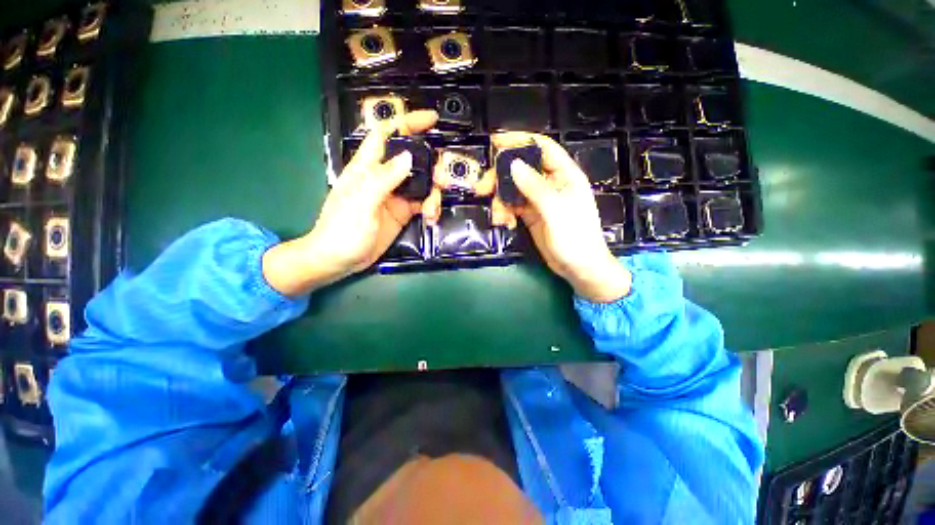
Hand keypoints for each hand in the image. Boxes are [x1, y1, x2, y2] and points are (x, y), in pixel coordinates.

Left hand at [263, 110, 438, 295]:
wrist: (340, 260)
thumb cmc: (343, 230)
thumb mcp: (361, 203)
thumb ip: (383, 179)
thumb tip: (409, 156)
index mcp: (368, 167)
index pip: (387, 135)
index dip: (407, 123)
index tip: (431, 120)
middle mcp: (384, 177)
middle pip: (413, 160)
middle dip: (431, 166)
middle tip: (443, 180)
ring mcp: (395, 196)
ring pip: (422, 183)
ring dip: (433, 193)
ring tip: (433, 211)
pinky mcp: (403, 212)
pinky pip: (423, 203)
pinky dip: (431, 208)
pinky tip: (432, 219)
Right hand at [483, 132, 631, 302]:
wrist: (579, 269)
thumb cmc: (575, 238)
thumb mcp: (555, 210)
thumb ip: (535, 187)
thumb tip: (513, 164)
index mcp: (564, 175)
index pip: (541, 148)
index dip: (520, 141)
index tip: (496, 142)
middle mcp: (550, 184)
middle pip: (520, 169)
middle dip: (500, 177)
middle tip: (482, 188)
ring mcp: (539, 200)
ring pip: (512, 189)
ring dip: (500, 201)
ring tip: (499, 218)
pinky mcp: (530, 215)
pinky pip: (512, 206)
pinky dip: (504, 213)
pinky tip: (504, 224)